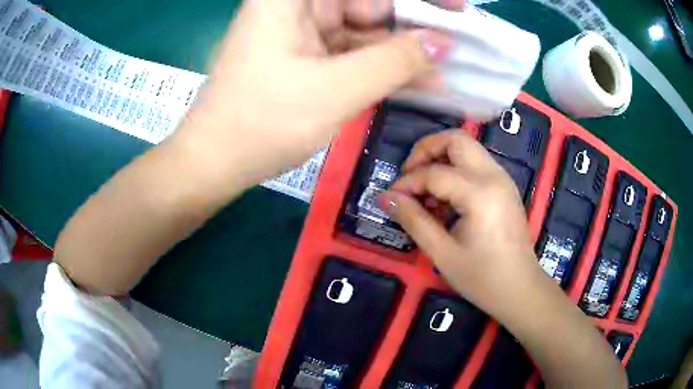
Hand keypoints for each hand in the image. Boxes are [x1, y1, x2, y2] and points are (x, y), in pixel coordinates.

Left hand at [173, 0, 453, 189]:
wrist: (215, 162)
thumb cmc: (261, 123)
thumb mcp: (335, 89)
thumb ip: (395, 61)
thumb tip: (444, 42)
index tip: (454, 6)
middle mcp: (296, 5)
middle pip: (367, 3)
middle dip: (412, 23)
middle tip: (455, 44)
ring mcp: (301, 31)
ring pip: (365, 28)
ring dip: (403, 48)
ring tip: (446, 67)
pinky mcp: (305, 55)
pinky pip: (353, 50)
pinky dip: (382, 64)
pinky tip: (417, 78)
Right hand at [379, 130, 542, 313]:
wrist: (520, 290)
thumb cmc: (483, 278)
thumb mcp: (442, 253)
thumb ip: (413, 220)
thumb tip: (385, 198)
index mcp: (480, 193)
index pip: (434, 173)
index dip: (407, 183)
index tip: (391, 199)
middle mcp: (494, 176)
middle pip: (456, 139)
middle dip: (426, 150)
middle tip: (409, 175)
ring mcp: (502, 179)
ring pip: (467, 148)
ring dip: (441, 159)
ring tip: (425, 191)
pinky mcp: (505, 187)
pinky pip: (476, 164)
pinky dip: (455, 170)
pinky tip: (445, 199)